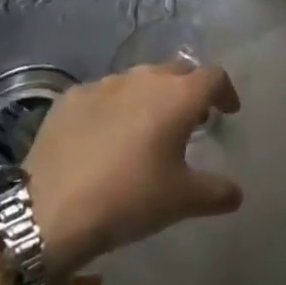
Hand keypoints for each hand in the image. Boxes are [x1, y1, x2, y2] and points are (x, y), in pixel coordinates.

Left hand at [22, 61, 243, 274]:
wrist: (49, 213)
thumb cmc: (128, 200)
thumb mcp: (181, 201)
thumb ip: (216, 192)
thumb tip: (236, 193)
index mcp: (178, 96)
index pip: (214, 76)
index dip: (225, 92)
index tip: (227, 112)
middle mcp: (145, 79)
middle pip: (178, 71)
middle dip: (188, 91)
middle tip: (189, 121)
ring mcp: (104, 84)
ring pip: (139, 80)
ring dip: (151, 97)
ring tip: (146, 128)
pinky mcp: (71, 97)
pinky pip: (103, 94)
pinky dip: (114, 108)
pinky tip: (105, 136)